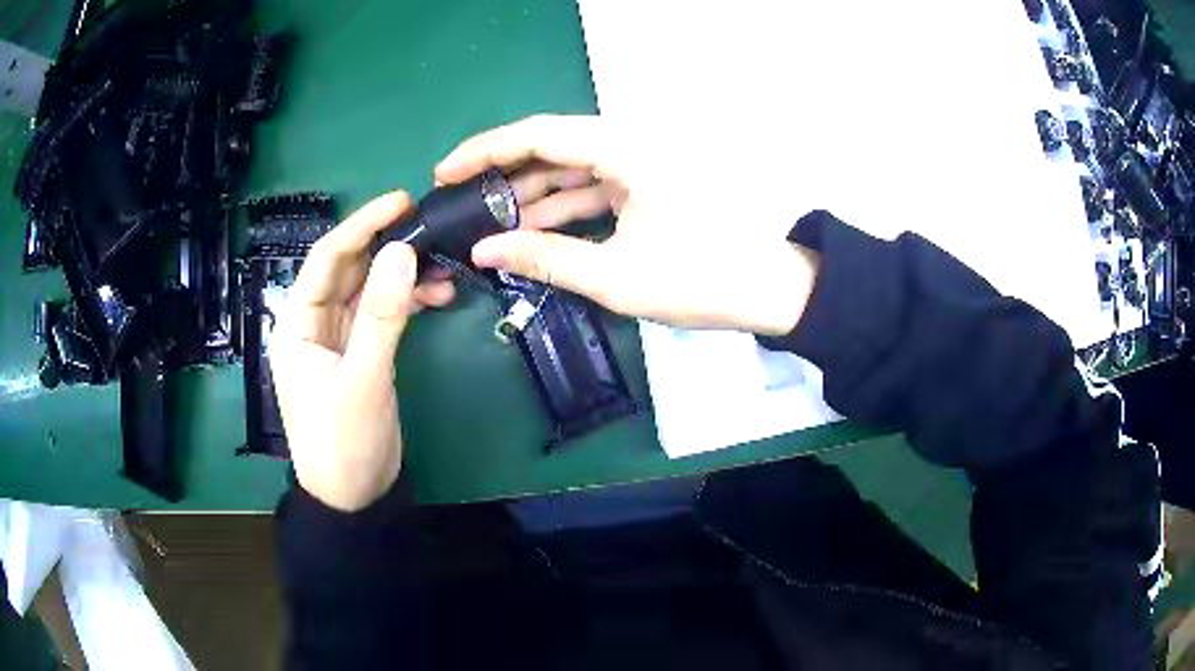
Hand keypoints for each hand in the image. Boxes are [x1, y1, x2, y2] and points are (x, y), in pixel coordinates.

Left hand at [270, 192, 454, 511]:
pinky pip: (383, 315)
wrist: (354, 498)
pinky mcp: (362, 354)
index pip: (326, 261)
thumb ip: (381, 314)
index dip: (360, 226)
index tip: (400, 202)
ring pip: (369, 291)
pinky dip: (407, 302)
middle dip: (386, 247)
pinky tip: (436, 295)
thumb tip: (402, 251)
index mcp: (297, 325)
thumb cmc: (344, 442)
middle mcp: (314, 324)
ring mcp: (339, 340)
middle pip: (349, 270)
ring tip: (443, 266)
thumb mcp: (363, 378)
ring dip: (402, 275)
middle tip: (430, 227)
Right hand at [436, 114, 819, 335]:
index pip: (537, 134)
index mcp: (624, 148)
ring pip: (572, 168)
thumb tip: (483, 252)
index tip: (444, 173)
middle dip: (504, 176)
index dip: (484, 151)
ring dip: (533, 195)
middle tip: (462, 203)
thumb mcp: (615, 275)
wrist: (772, 290)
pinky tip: (534, 231)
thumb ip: (543, 258)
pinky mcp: (650, 182)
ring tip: (490, 224)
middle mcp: (631, 142)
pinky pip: (595, 185)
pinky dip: (565, 207)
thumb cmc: (700, 279)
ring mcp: (642, 162)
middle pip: (551, 146)